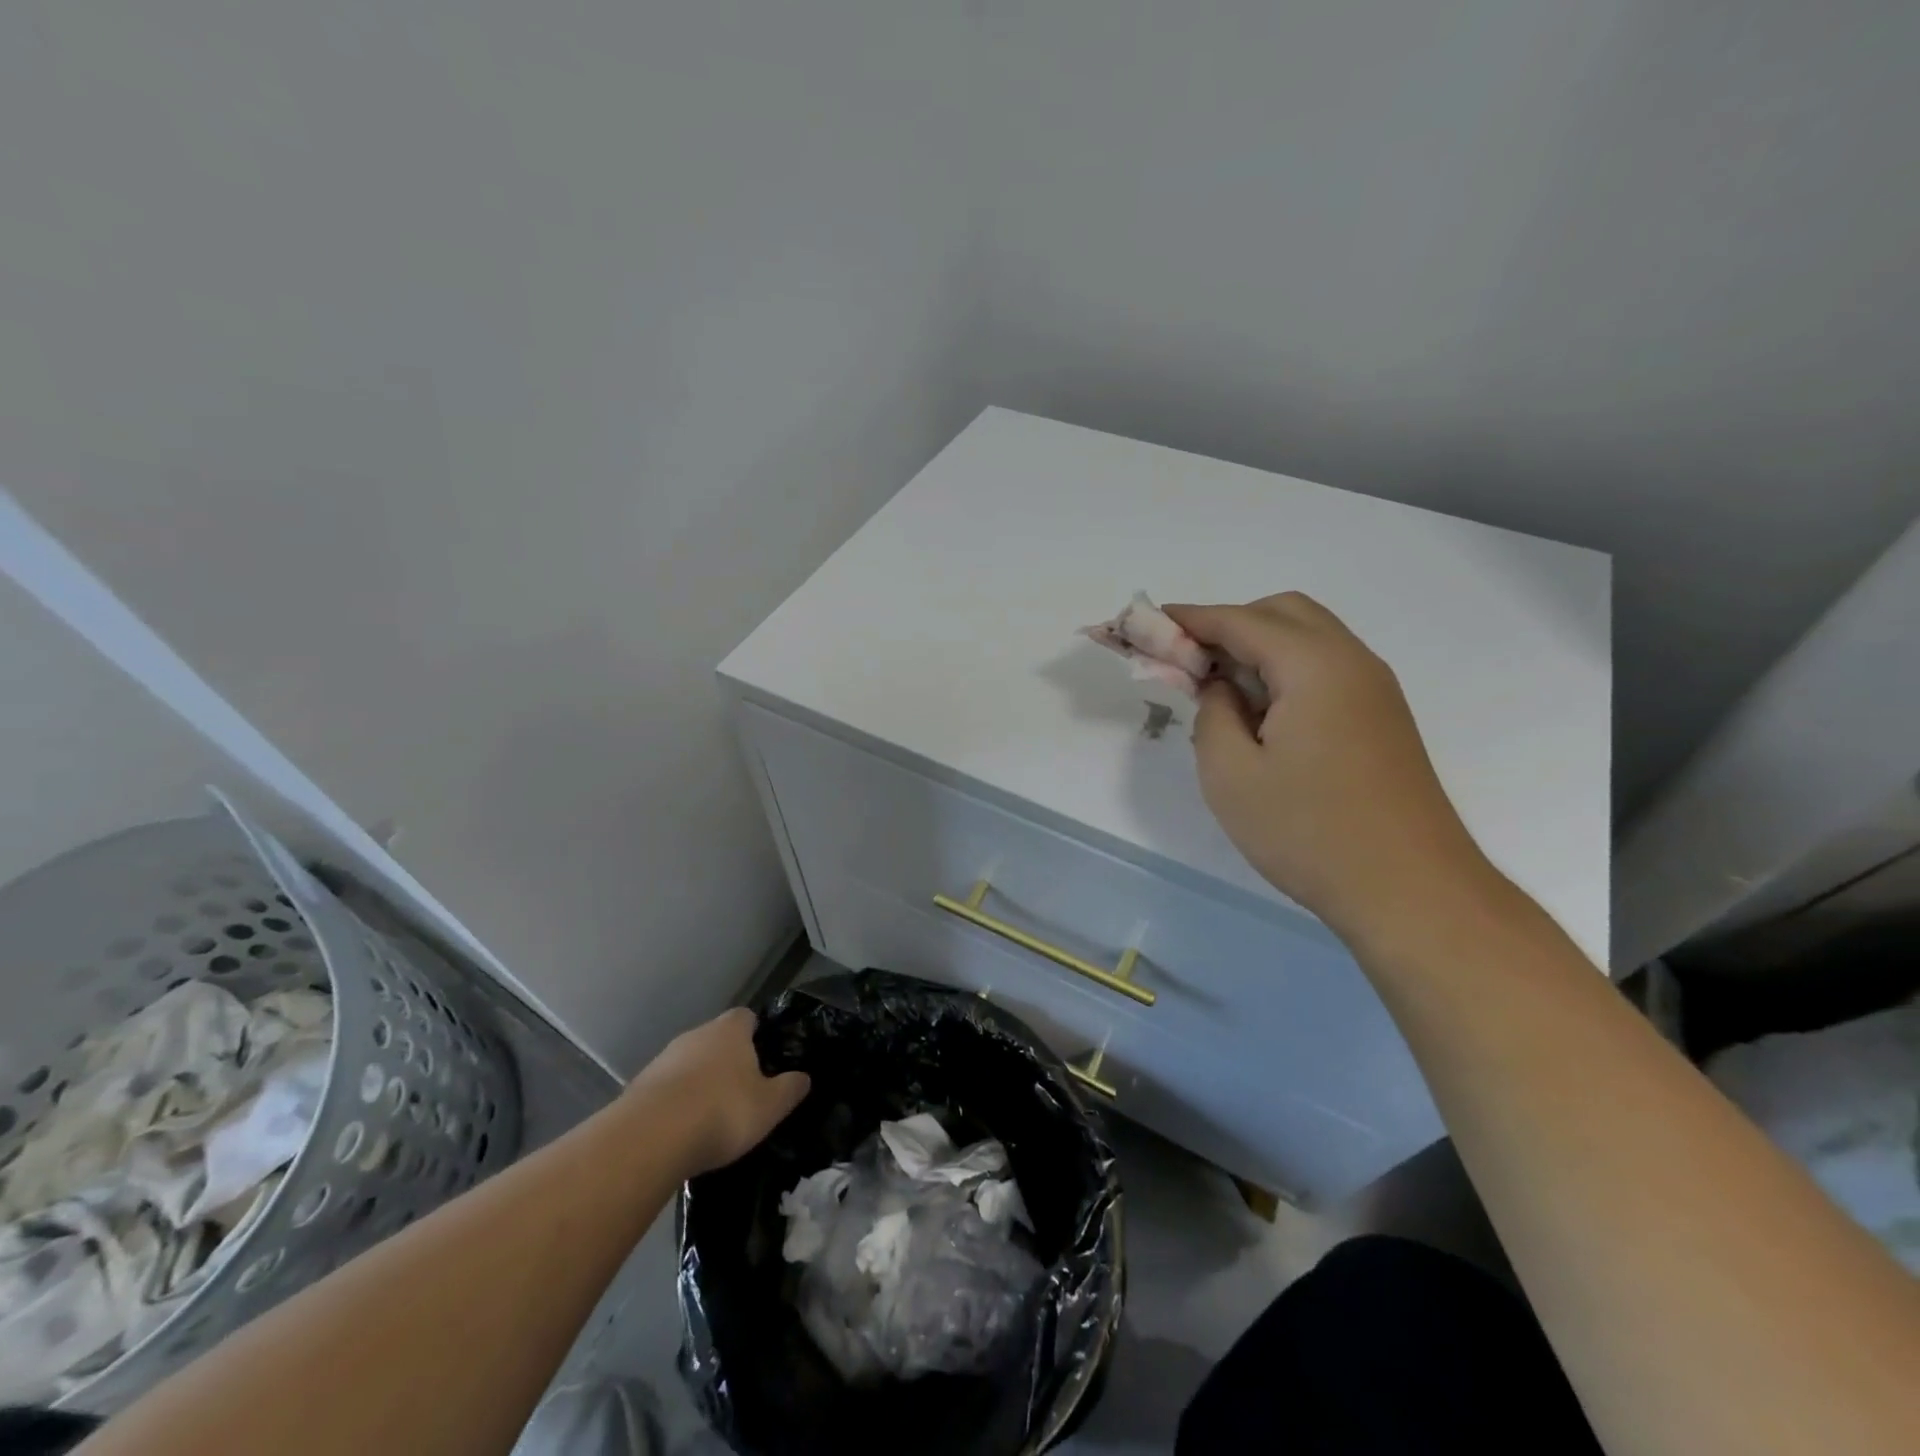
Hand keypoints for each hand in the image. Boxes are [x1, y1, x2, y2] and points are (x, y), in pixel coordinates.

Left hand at [625, 1007, 809, 1176]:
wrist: (649, 1138)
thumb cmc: (722, 1111)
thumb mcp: (769, 1106)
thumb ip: (790, 1089)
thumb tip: (804, 1077)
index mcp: (730, 1030)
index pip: (747, 1017)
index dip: (757, 1035)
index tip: (765, 1058)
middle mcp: (696, 1034)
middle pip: (717, 1040)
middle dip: (728, 1061)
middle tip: (742, 1092)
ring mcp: (663, 1058)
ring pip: (689, 1064)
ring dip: (699, 1083)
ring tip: (710, 1117)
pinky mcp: (639, 1086)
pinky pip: (666, 1089)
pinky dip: (676, 1103)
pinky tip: (682, 1131)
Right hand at [1166, 594, 1498, 945]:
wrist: (1410, 891)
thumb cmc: (1309, 832)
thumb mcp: (1230, 775)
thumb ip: (1212, 714)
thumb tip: (1220, 689)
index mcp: (1314, 666)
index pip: (1240, 621)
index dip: (1189, 619)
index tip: (1147, 624)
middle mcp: (1352, 661)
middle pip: (1283, 613)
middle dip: (1228, 625)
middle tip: (1188, 663)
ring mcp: (1374, 690)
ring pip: (1309, 638)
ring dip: (1258, 648)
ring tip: (1219, 691)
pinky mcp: (1382, 718)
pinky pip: (1325, 669)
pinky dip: (1285, 671)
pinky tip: (1261, 714)